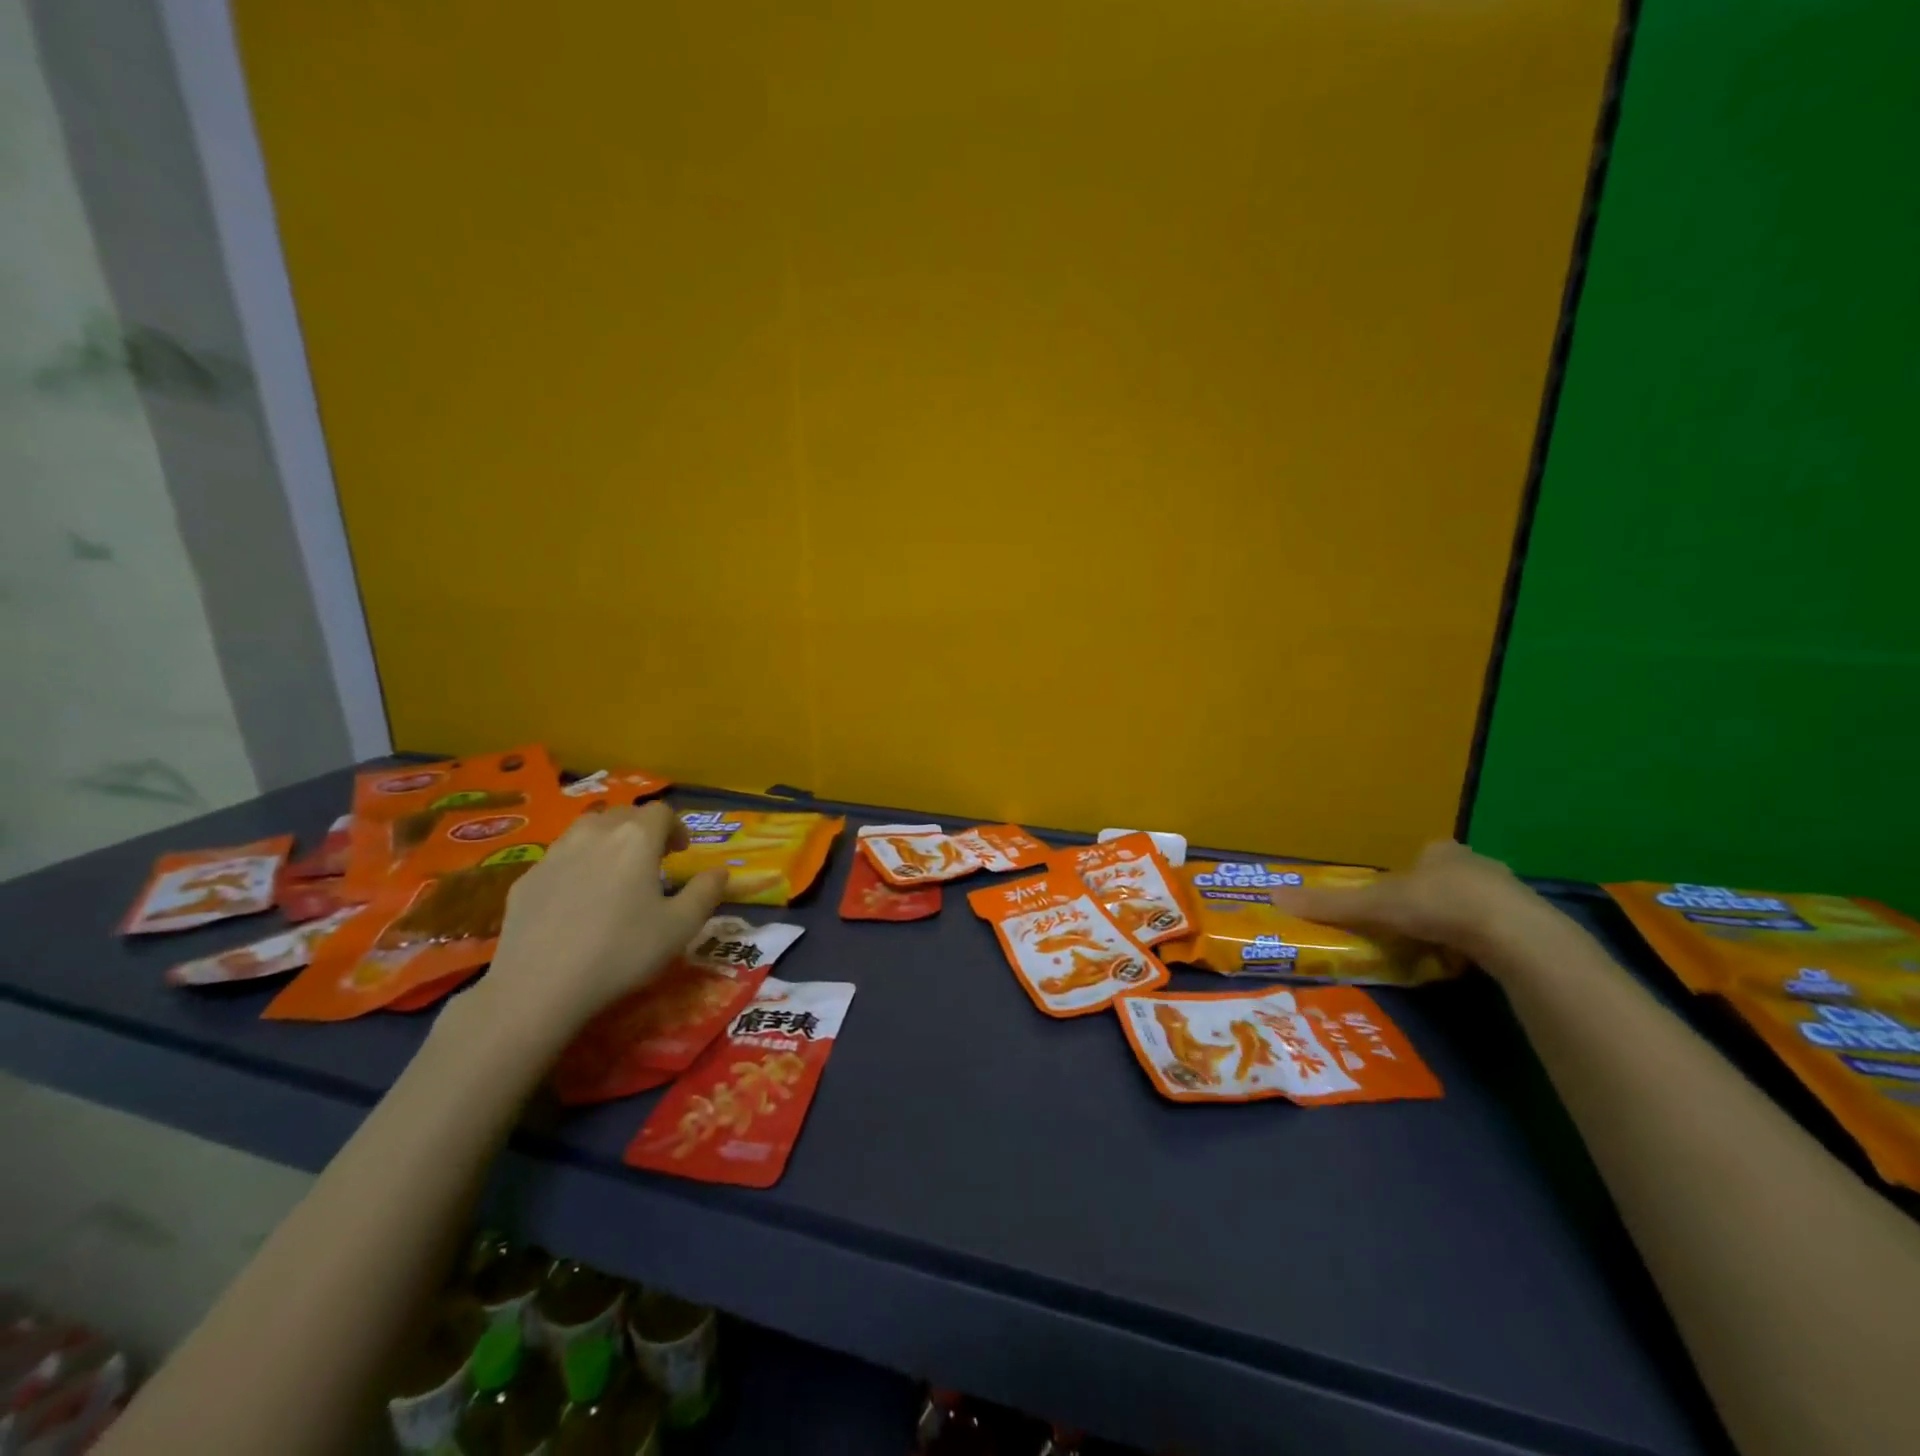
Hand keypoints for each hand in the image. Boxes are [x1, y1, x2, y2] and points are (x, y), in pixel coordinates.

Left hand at [476, 801, 727, 1048]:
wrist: (538, 987)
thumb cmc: (621, 952)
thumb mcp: (680, 927)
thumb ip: (706, 892)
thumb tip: (721, 871)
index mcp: (636, 839)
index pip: (661, 812)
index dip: (675, 827)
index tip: (680, 852)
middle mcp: (595, 833)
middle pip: (623, 814)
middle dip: (642, 830)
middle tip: (652, 860)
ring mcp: (555, 853)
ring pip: (588, 829)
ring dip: (608, 841)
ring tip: (614, 873)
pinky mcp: (527, 877)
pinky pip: (560, 857)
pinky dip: (577, 864)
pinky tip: (577, 900)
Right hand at [1268, 840, 1546, 959]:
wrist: (1513, 934)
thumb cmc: (1438, 905)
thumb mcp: (1374, 906)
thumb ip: (1329, 905)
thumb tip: (1274, 896)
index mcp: (1439, 852)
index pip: (1419, 858)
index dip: (1403, 878)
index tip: (1391, 902)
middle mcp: (1475, 864)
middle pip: (1446, 879)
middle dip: (1430, 900)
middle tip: (1411, 928)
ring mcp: (1509, 894)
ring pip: (1474, 905)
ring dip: (1457, 923)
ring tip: (1439, 949)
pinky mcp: (1531, 925)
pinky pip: (1498, 930)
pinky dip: (1481, 943)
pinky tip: (1470, 961)